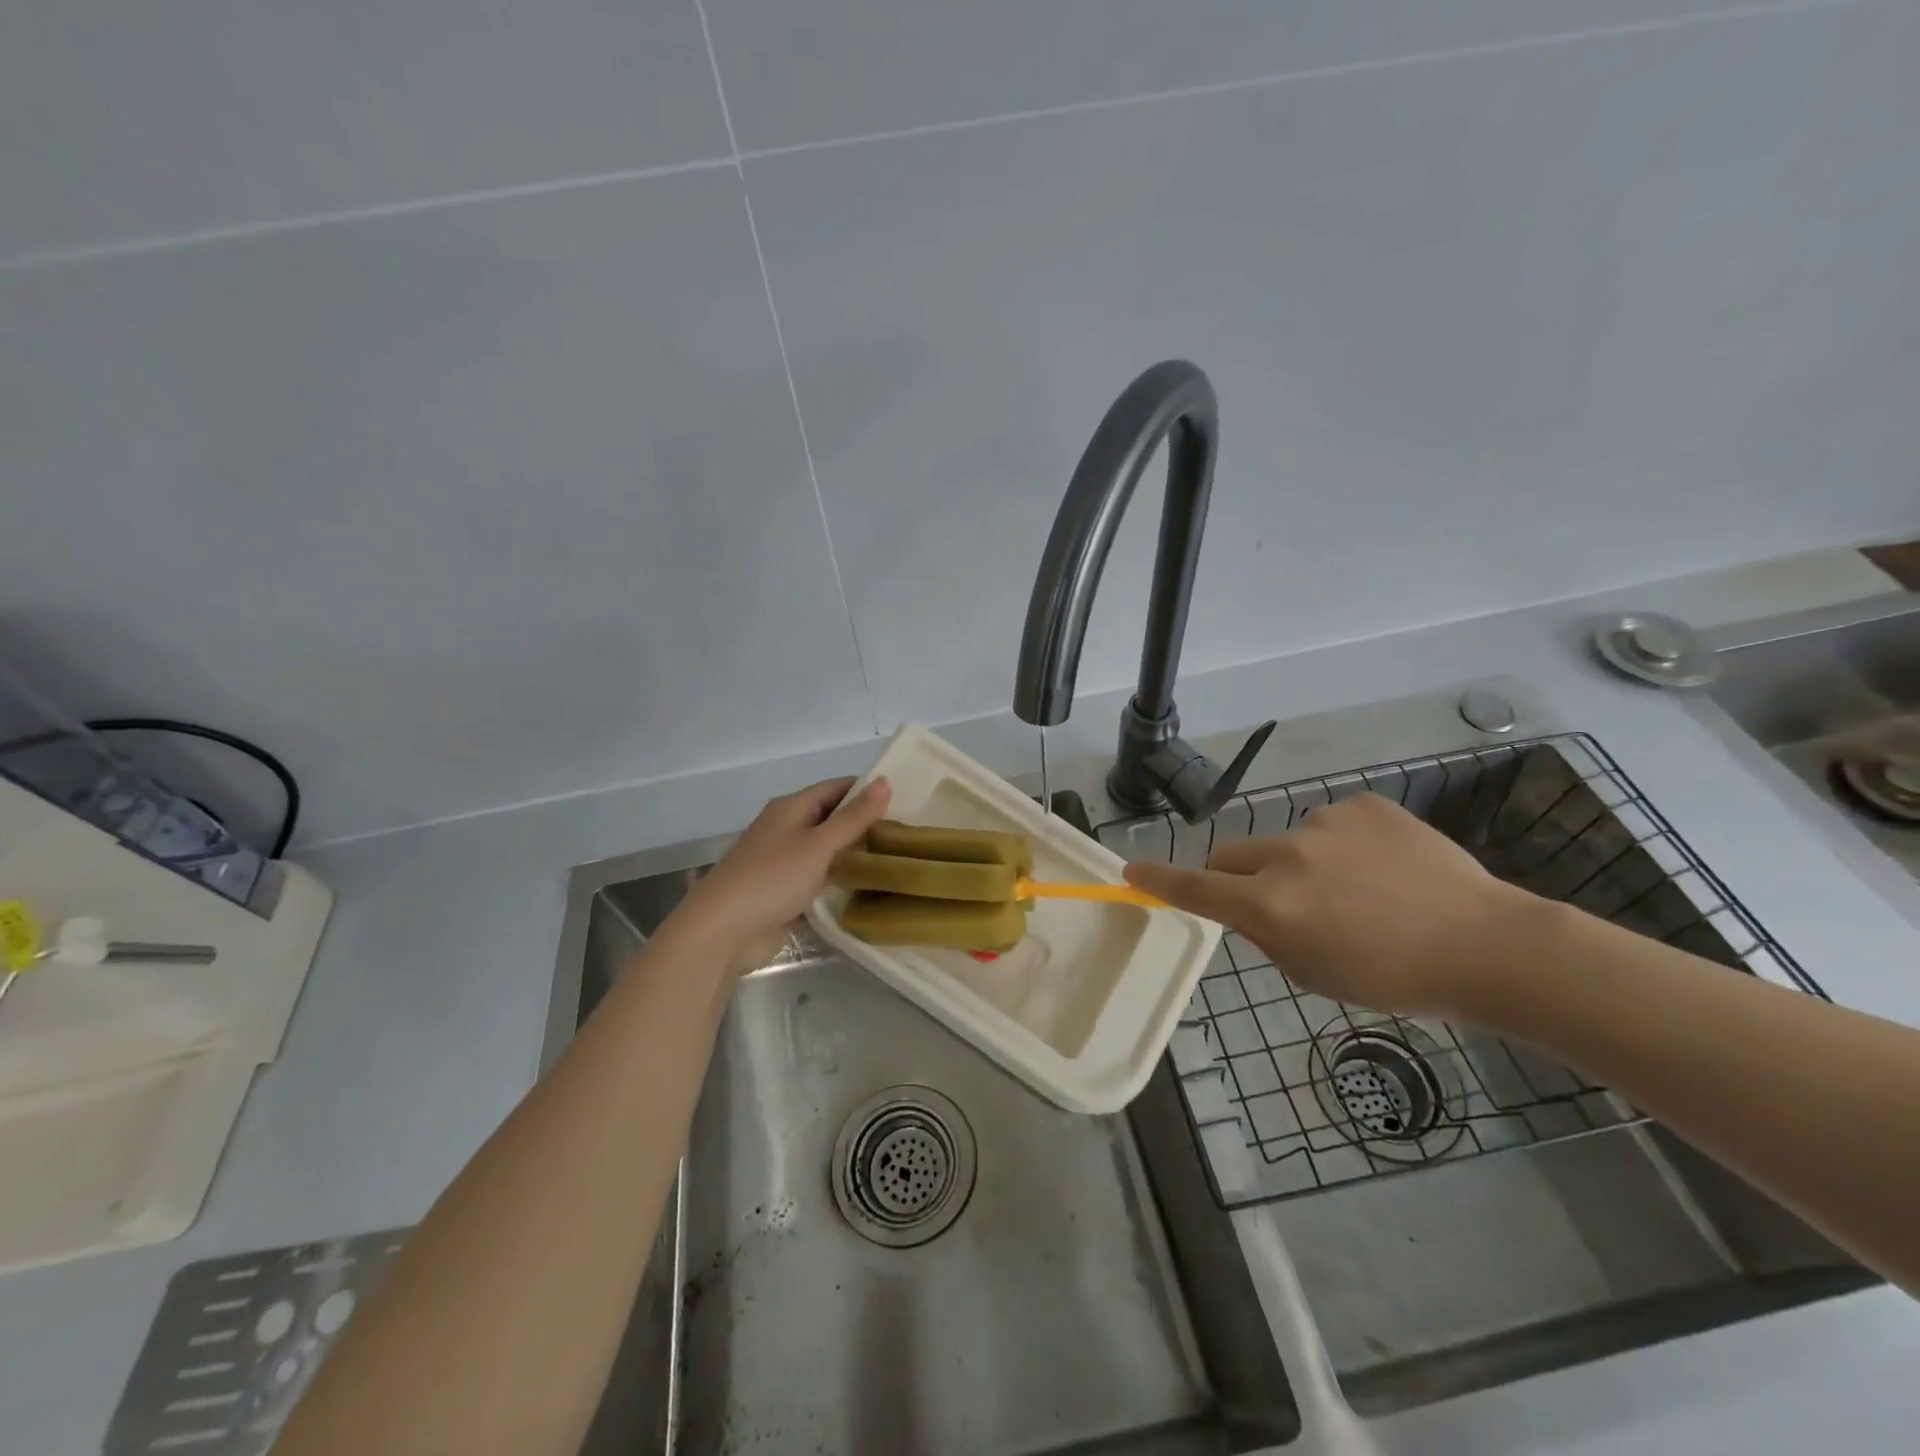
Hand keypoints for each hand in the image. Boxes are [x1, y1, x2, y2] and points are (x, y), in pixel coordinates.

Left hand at [672, 776, 891, 970]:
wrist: (723, 931)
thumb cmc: (772, 878)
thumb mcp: (819, 844)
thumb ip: (854, 817)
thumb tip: (885, 781)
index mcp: (790, 808)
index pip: (835, 787)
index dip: (866, 790)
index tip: (904, 798)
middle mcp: (785, 829)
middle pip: (830, 818)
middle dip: (863, 824)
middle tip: (905, 832)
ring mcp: (782, 862)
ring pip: (825, 851)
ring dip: (852, 854)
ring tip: (894, 859)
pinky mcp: (782, 892)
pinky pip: (817, 879)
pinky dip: (838, 880)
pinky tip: (865, 888)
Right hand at [1123, 793, 1530, 1016]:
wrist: (1486, 945)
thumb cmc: (1394, 978)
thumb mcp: (1314, 973)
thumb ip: (1265, 935)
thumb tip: (1246, 907)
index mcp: (1272, 906)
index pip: (1196, 890)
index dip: (1158, 881)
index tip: (1129, 871)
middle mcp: (1288, 856)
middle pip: (1233, 855)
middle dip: (1240, 877)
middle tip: (1281, 903)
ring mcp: (1326, 823)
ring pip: (1288, 841)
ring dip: (1302, 863)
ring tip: (1360, 892)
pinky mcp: (1363, 805)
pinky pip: (1332, 824)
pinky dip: (1343, 845)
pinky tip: (1386, 869)